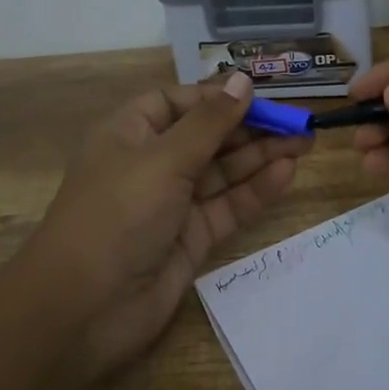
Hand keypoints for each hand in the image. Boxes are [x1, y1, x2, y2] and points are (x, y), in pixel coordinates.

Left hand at [28, 72, 310, 375]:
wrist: (83, 309)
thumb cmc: (117, 214)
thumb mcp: (164, 158)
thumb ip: (210, 122)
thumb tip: (242, 80)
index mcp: (129, 133)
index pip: (178, 102)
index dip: (216, 97)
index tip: (258, 95)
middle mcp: (150, 163)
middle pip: (206, 136)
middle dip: (250, 127)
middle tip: (298, 122)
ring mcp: (171, 203)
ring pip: (222, 172)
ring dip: (260, 156)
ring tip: (304, 142)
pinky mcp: (190, 238)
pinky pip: (227, 206)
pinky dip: (255, 191)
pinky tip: (286, 173)